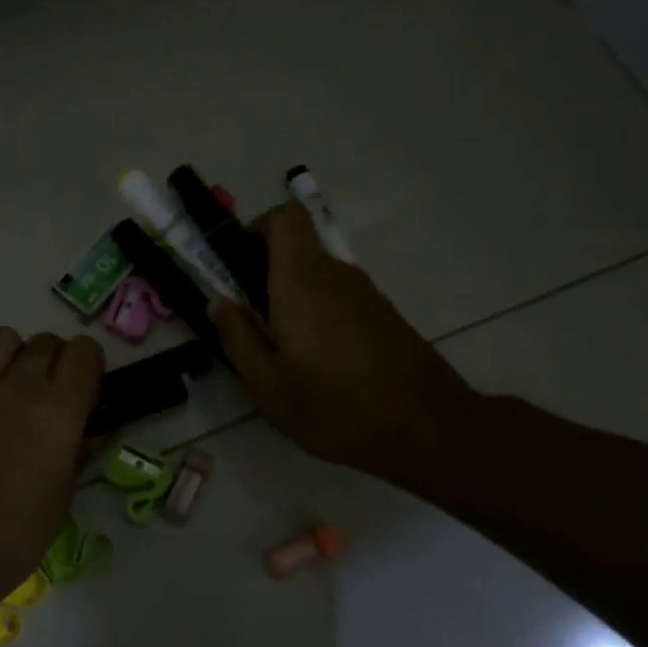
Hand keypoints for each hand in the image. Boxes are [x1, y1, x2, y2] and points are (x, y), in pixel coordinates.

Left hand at [0, 327, 104, 609]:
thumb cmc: (13, 536)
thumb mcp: (61, 500)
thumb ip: (77, 455)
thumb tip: (88, 433)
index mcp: (59, 409)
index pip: (84, 351)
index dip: (89, 366)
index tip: (85, 391)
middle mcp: (19, 385)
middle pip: (45, 341)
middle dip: (54, 361)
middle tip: (49, 395)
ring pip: (1, 338)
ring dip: (13, 356)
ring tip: (9, 388)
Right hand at [212, 204, 482, 492]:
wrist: (427, 429)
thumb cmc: (336, 407)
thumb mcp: (268, 386)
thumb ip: (238, 337)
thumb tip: (219, 301)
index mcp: (302, 282)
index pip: (285, 217)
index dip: (258, 227)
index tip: (239, 263)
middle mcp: (335, 275)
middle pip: (297, 248)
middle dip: (267, 272)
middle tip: (251, 321)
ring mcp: (365, 293)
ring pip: (318, 276)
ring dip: (293, 298)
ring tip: (283, 351)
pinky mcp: (383, 314)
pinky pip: (338, 297)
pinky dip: (319, 314)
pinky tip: (319, 363)